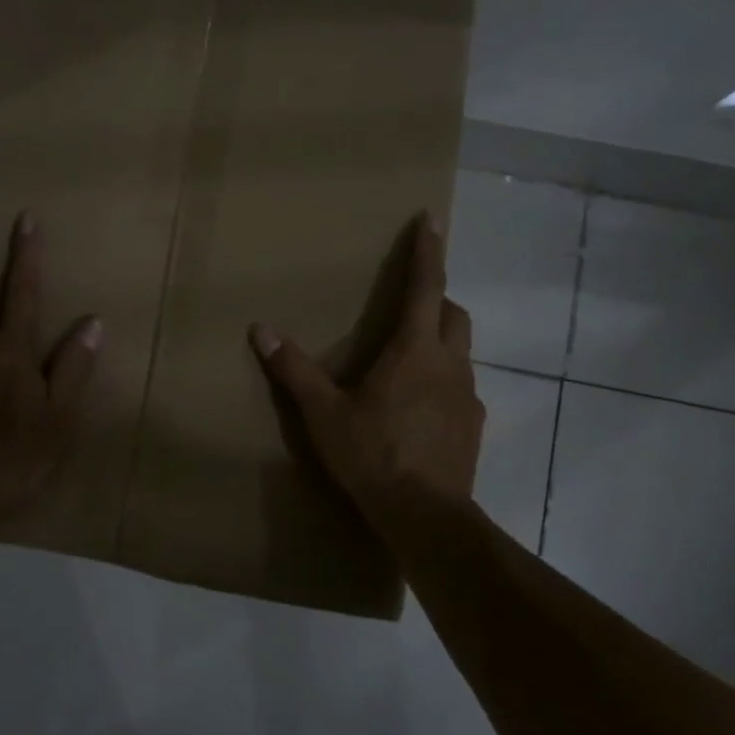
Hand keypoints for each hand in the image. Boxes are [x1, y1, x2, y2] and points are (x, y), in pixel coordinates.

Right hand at [250, 212, 482, 520]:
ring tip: (410, 358)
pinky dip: (444, 381)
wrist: (425, 516)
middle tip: (411, 302)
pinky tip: (421, 407)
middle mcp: (449, 363)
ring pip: (461, 350)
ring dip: (440, 341)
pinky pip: (461, 388)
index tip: (431, 218)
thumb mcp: (323, 412)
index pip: (427, 285)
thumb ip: (294, 369)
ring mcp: (467, 395)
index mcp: (414, 349)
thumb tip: (261, 329)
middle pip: (454, 313)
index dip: (428, 250)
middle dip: (437, 297)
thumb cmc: (372, 454)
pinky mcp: (474, 425)